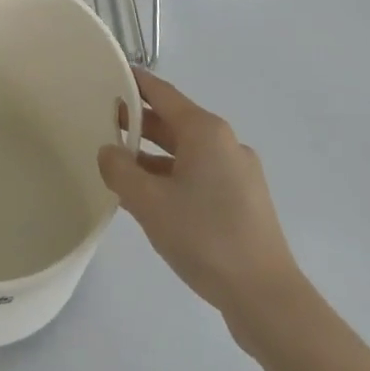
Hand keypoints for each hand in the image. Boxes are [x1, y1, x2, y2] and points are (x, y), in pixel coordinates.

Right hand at [99, 68, 300, 321]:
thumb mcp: (149, 202)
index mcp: (205, 131)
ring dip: (153, 155)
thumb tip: (109, 151)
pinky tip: (150, 199)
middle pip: (174, 122)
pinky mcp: (243, 201)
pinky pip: (199, 175)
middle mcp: (225, 143)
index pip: (162, 93)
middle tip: (103, 121)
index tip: (109, 73)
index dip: (134, 82)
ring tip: (119, 165)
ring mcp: (238, 173)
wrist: (266, 297)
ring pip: (186, 152)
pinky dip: (172, 177)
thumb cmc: (204, 237)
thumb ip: (119, 170)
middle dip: (139, 122)